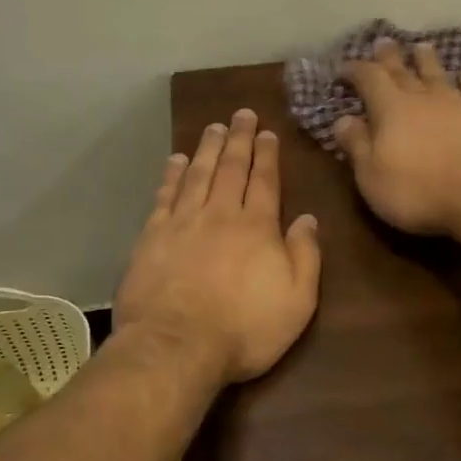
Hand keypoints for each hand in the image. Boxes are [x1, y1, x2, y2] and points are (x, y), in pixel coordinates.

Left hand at [114, 109, 322, 384]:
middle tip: (241, 114)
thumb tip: (308, 218)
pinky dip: (171, 175)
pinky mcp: (152, 237)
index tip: (267, 133)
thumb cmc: (245, 329)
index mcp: (257, 227)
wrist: (177, 347)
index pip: (264, 181)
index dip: (267, 155)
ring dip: (206, 148)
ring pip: (197, 174)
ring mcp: (183, 223)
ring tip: (212, 127)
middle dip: (238, 139)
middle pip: (230, 168)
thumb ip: (305, 256)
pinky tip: (174, 160)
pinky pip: (164, 195)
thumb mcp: (297, 301)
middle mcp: (220, 214)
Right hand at [335, 37, 460, 235]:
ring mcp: (455, 102)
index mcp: (389, 108)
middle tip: (382, 42)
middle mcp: (421, 96)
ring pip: (436, 72)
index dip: (354, 70)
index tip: (343, 68)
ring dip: (426, 58)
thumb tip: (342, 119)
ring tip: (420, 46)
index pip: (368, 78)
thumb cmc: (418, 190)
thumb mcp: (371, 176)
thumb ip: (356, 145)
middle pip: (402, 68)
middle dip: (388, 55)